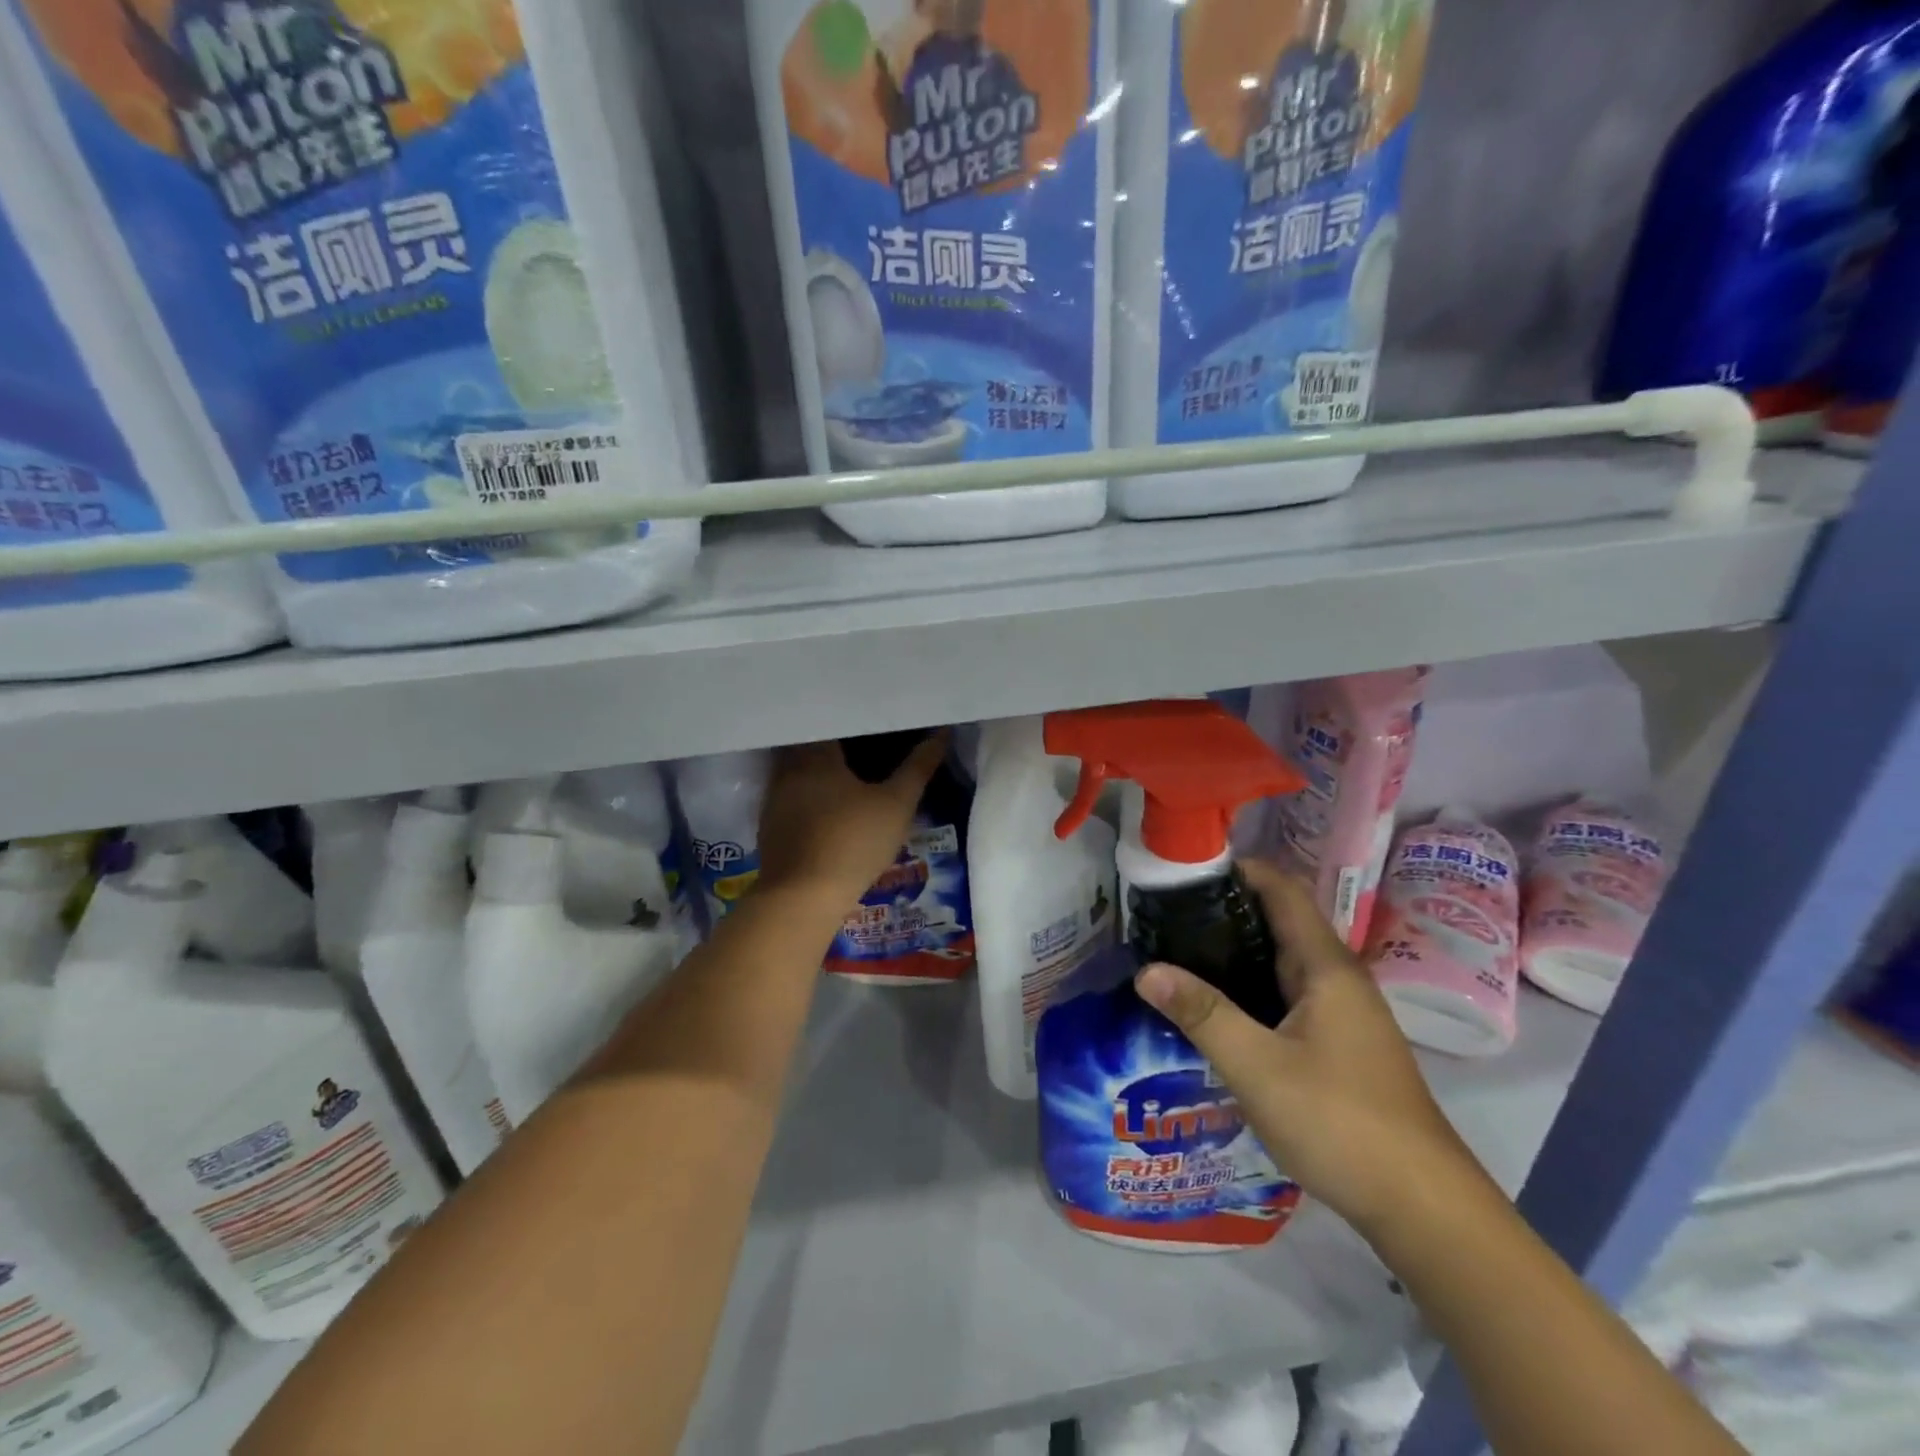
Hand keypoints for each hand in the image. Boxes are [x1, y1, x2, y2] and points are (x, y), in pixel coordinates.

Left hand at [754, 736, 946, 912]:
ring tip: (850, 775)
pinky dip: (810, 798)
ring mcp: (775, 799)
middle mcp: (789, 768)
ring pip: (800, 772)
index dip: (855, 721)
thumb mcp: (897, 805)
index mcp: (816, 754)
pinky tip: (828, 810)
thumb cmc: (853, 841)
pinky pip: (793, 799)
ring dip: (821, 772)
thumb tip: (941, 734)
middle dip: (838, 745)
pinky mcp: (770, 826)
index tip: (875, 723)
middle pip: (813, 745)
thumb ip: (918, 768)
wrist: (801, 898)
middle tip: (868, 747)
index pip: (832, 721)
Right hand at [1134, 860, 1487, 1237]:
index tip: (1183, 871)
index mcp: (1325, 967)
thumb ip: (1202, 1014)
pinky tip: (1215, 1008)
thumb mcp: (1258, 1066)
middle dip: (1223, 912)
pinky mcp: (1338, 1043)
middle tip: (1163, 915)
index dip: (1237, 871)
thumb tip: (1145, 969)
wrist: (1422, 1207)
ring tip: (1175, 953)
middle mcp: (1336, 979)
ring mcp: (1341, 1013)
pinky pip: (1285, 995)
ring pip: (1280, 962)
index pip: (1281, 890)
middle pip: (1278, 922)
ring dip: (1233, 952)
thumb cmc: (1340, 1122)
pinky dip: (1248, 987)